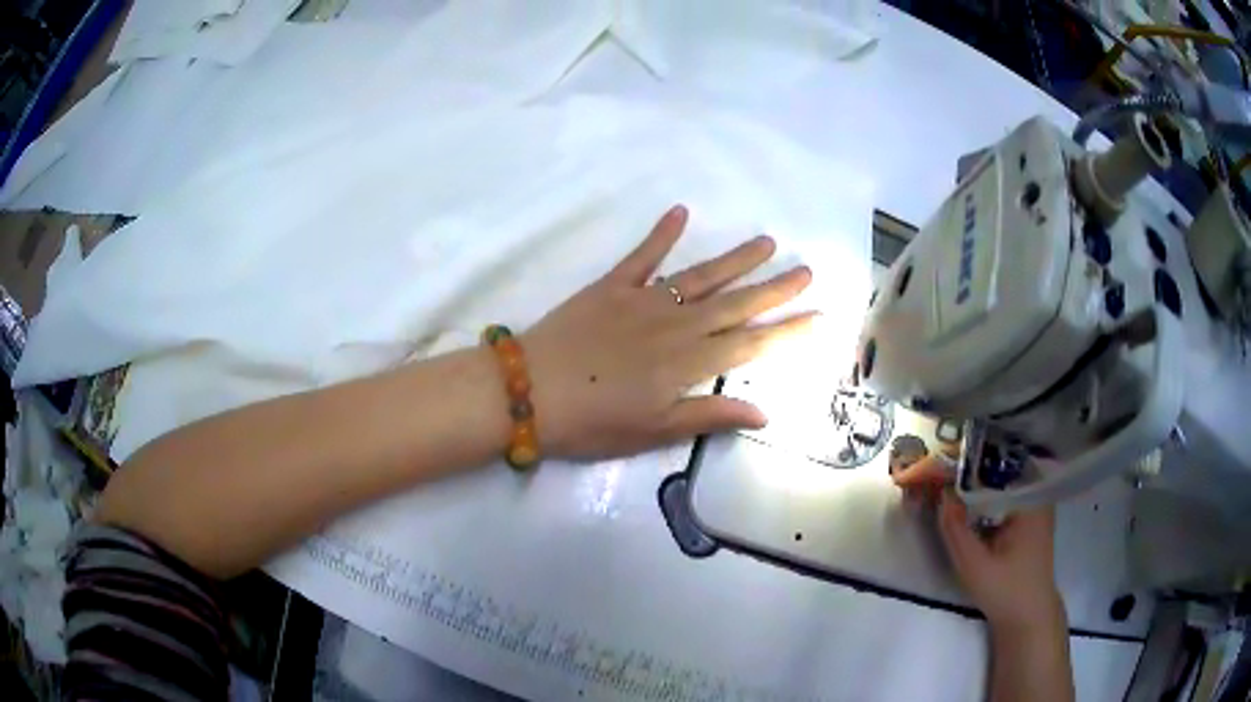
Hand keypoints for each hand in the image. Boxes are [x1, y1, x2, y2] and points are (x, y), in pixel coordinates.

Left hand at [523, 204, 813, 459]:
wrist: (529, 392)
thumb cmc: (591, 422)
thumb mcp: (653, 432)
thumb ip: (708, 418)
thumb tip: (763, 413)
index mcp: (689, 363)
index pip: (752, 344)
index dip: (788, 332)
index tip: (819, 317)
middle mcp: (677, 324)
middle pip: (736, 303)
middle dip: (775, 288)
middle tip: (806, 270)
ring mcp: (645, 300)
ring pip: (702, 275)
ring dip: (736, 259)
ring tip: (766, 241)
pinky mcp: (612, 286)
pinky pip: (642, 255)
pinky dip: (661, 232)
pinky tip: (680, 211)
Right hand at [894, 458, 1064, 631]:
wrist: (1029, 616)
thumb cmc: (1006, 591)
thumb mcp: (974, 566)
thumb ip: (956, 530)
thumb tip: (941, 494)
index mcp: (1031, 499)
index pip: (998, 465)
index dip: (971, 461)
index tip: (944, 460)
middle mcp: (1037, 495)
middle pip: (1002, 470)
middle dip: (973, 469)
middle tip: (943, 468)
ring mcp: (1036, 506)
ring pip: (1004, 483)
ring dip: (980, 483)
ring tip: (951, 481)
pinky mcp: (1031, 519)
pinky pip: (1007, 497)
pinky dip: (988, 497)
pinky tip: (969, 504)